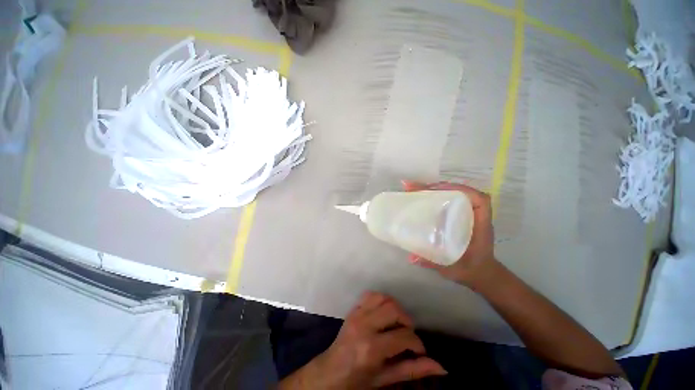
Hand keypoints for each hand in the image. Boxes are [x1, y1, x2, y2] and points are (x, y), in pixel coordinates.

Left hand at [279, 292, 445, 388]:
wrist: (330, 372)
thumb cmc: (358, 380)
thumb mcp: (385, 379)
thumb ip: (412, 371)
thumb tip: (441, 367)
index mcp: (372, 348)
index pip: (404, 336)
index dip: (417, 343)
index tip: (419, 350)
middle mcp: (364, 326)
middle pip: (394, 309)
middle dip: (406, 321)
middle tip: (407, 334)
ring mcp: (357, 314)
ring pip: (383, 297)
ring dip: (395, 308)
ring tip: (397, 323)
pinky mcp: (353, 309)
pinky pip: (371, 295)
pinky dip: (381, 300)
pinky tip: (384, 313)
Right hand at [402, 181, 498, 287]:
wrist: (481, 273)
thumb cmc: (471, 270)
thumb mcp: (453, 269)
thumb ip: (433, 263)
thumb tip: (411, 257)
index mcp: (480, 226)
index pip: (479, 200)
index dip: (461, 190)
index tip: (437, 189)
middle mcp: (474, 216)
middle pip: (461, 192)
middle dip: (438, 187)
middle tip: (415, 187)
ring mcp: (466, 214)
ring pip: (453, 194)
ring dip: (435, 189)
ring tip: (416, 189)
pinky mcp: (458, 216)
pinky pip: (449, 201)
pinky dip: (436, 195)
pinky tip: (422, 197)